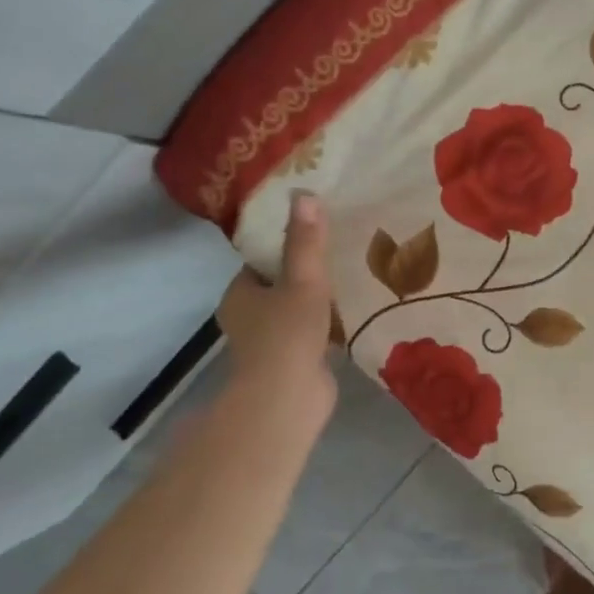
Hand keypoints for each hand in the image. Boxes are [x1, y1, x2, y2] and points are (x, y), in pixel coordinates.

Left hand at [214, 191, 337, 434]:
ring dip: (317, 302)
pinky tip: (354, 315)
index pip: (260, 263)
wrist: (287, 399)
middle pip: (277, 287)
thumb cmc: (287, 333)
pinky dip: (326, 327)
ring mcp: (269, 345)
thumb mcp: (302, 279)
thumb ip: (306, 241)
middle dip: (304, 275)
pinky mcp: (291, 365)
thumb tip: (304, 194)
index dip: (283, 248)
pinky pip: (310, 336)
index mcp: (239, 294)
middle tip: (339, 254)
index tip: (313, 234)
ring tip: (352, 280)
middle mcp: (248, 318)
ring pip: (294, 313)